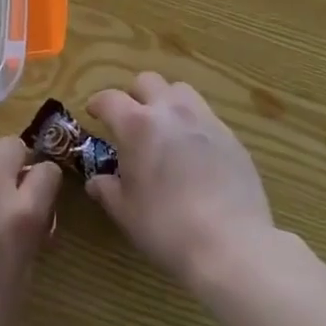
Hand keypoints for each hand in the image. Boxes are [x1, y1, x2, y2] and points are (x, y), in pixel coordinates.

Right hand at [87, 74, 274, 286]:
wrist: (231, 244)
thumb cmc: (166, 227)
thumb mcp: (126, 213)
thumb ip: (107, 190)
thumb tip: (96, 180)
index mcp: (137, 125)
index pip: (110, 99)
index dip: (98, 103)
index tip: (94, 113)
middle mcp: (170, 111)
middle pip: (147, 81)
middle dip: (134, 95)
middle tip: (130, 120)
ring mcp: (204, 119)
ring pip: (180, 90)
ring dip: (166, 101)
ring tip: (164, 128)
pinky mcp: (230, 135)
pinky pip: (205, 115)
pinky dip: (192, 123)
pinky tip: (193, 151)